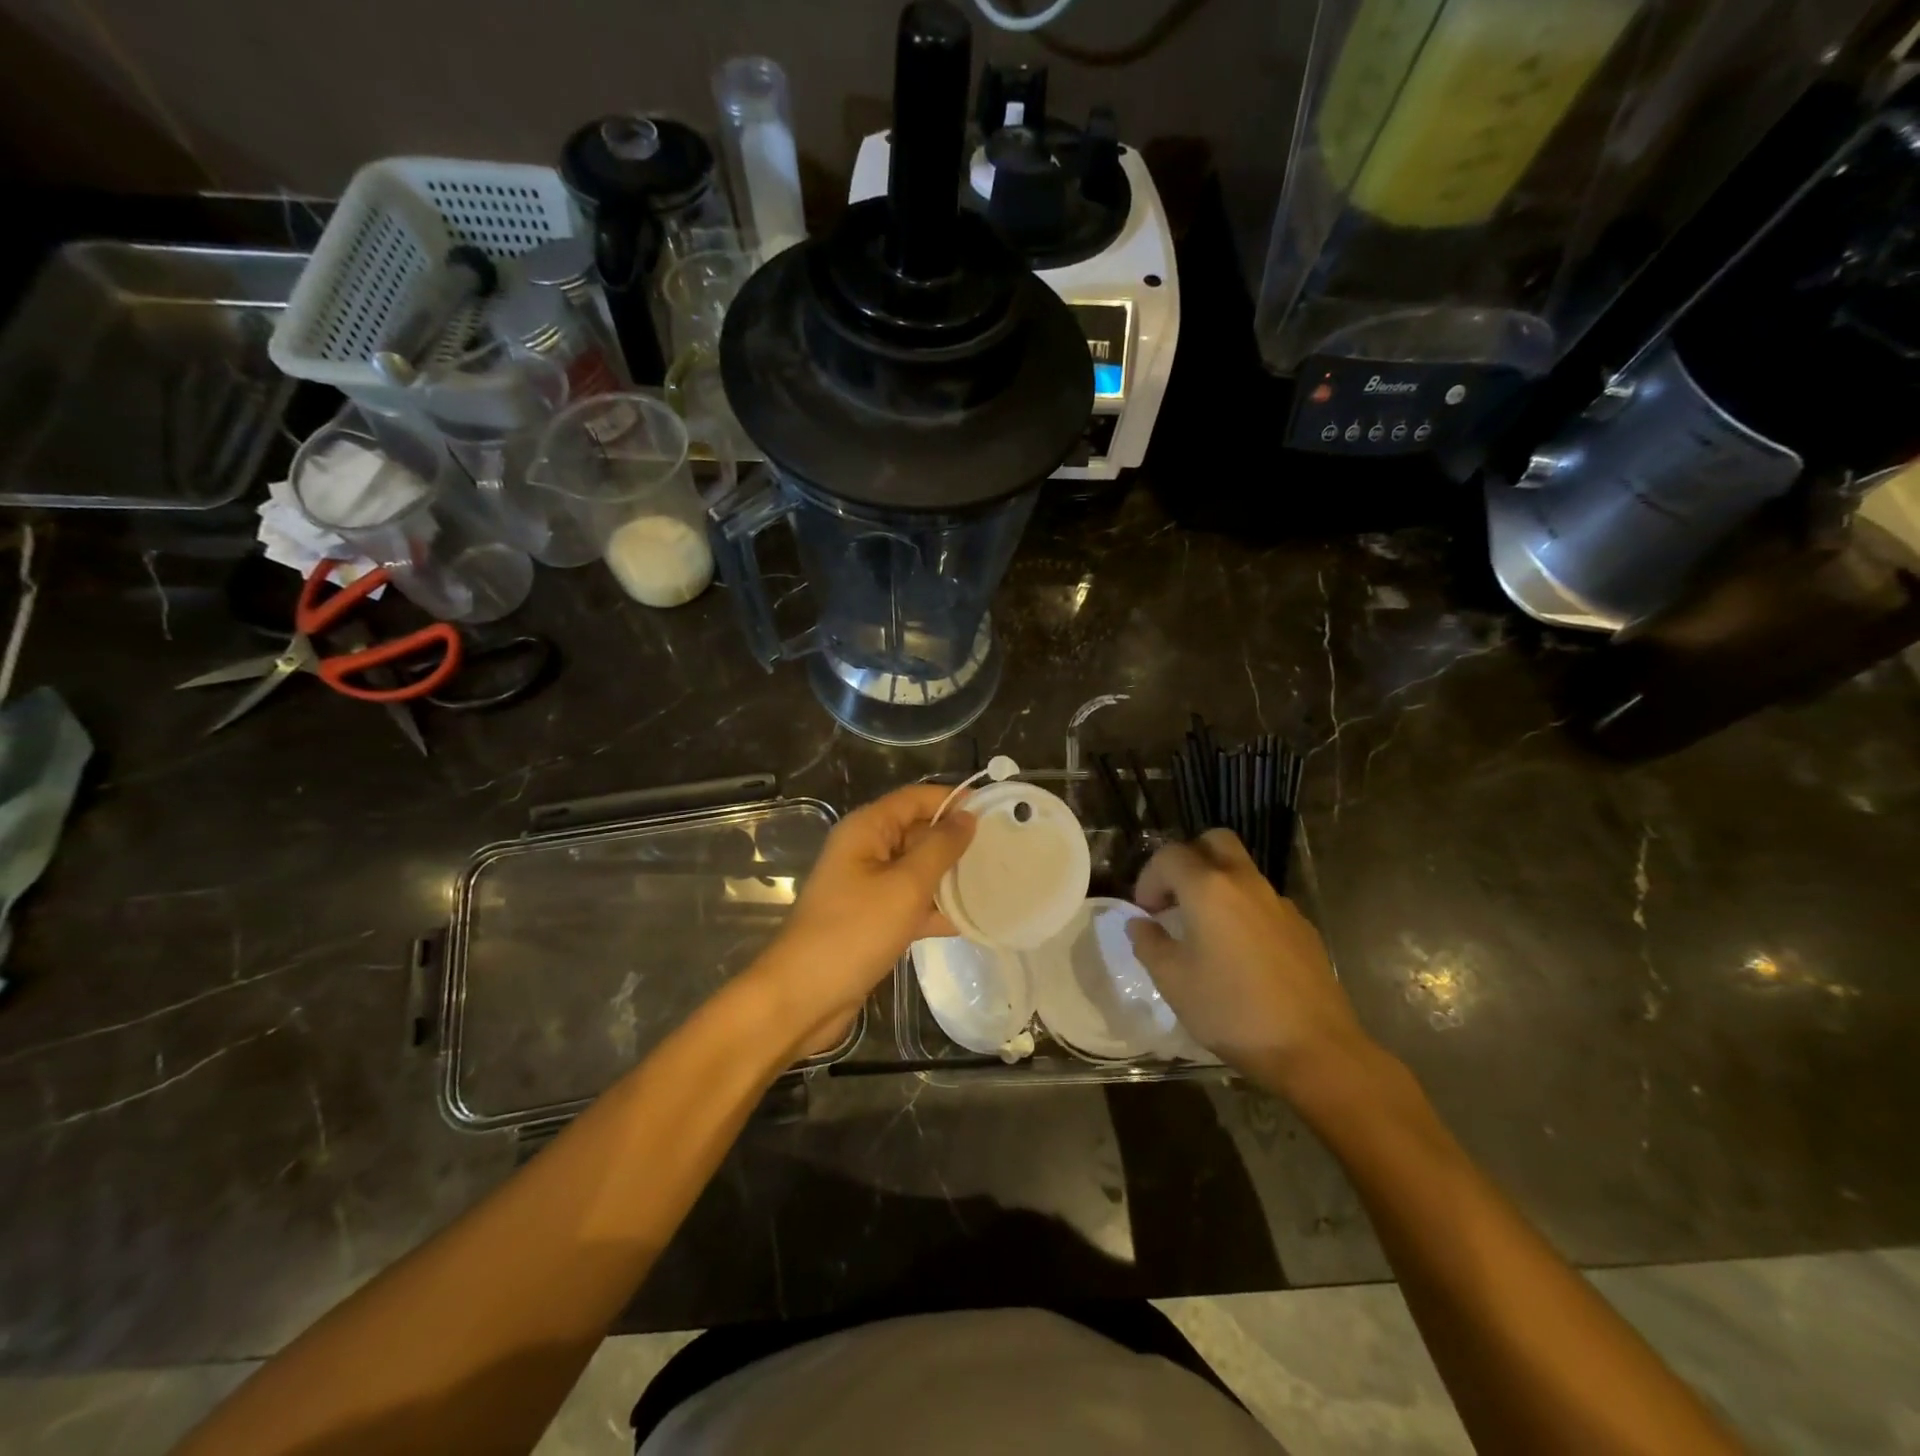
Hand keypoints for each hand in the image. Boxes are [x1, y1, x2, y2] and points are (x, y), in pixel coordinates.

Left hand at [760, 784, 975, 1047]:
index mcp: (866, 829)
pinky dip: (937, 908)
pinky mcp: (874, 919)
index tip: (995, 812)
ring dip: (951, 876)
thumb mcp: (905, 886)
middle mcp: (866, 850)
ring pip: (918, 869)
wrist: (804, 997)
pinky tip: (974, 920)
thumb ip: (940, 848)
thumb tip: (968, 816)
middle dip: (956, 840)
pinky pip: (912, 902)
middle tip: (1004, 849)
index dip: (953, 800)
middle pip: (918, 831)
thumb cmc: (854, 931)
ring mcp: (869, 886)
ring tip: (998, 881)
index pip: (915, 798)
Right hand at [1127, 830, 1375, 1095]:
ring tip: (1204, 930)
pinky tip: (1240, 954)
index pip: (1169, 856)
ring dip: (1217, 885)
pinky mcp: (1302, 927)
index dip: (1149, 878)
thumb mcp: (1174, 982)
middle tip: (1175, 898)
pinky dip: (1243, 910)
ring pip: (1242, 871)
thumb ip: (1149, 944)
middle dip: (1188, 859)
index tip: (1145, 913)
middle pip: (1214, 842)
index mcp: (1209, 889)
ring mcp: (1279, 903)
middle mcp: (1246, 883)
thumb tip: (1140, 924)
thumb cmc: (1232, 1011)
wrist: (1314, 1049)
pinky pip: (1263, 901)